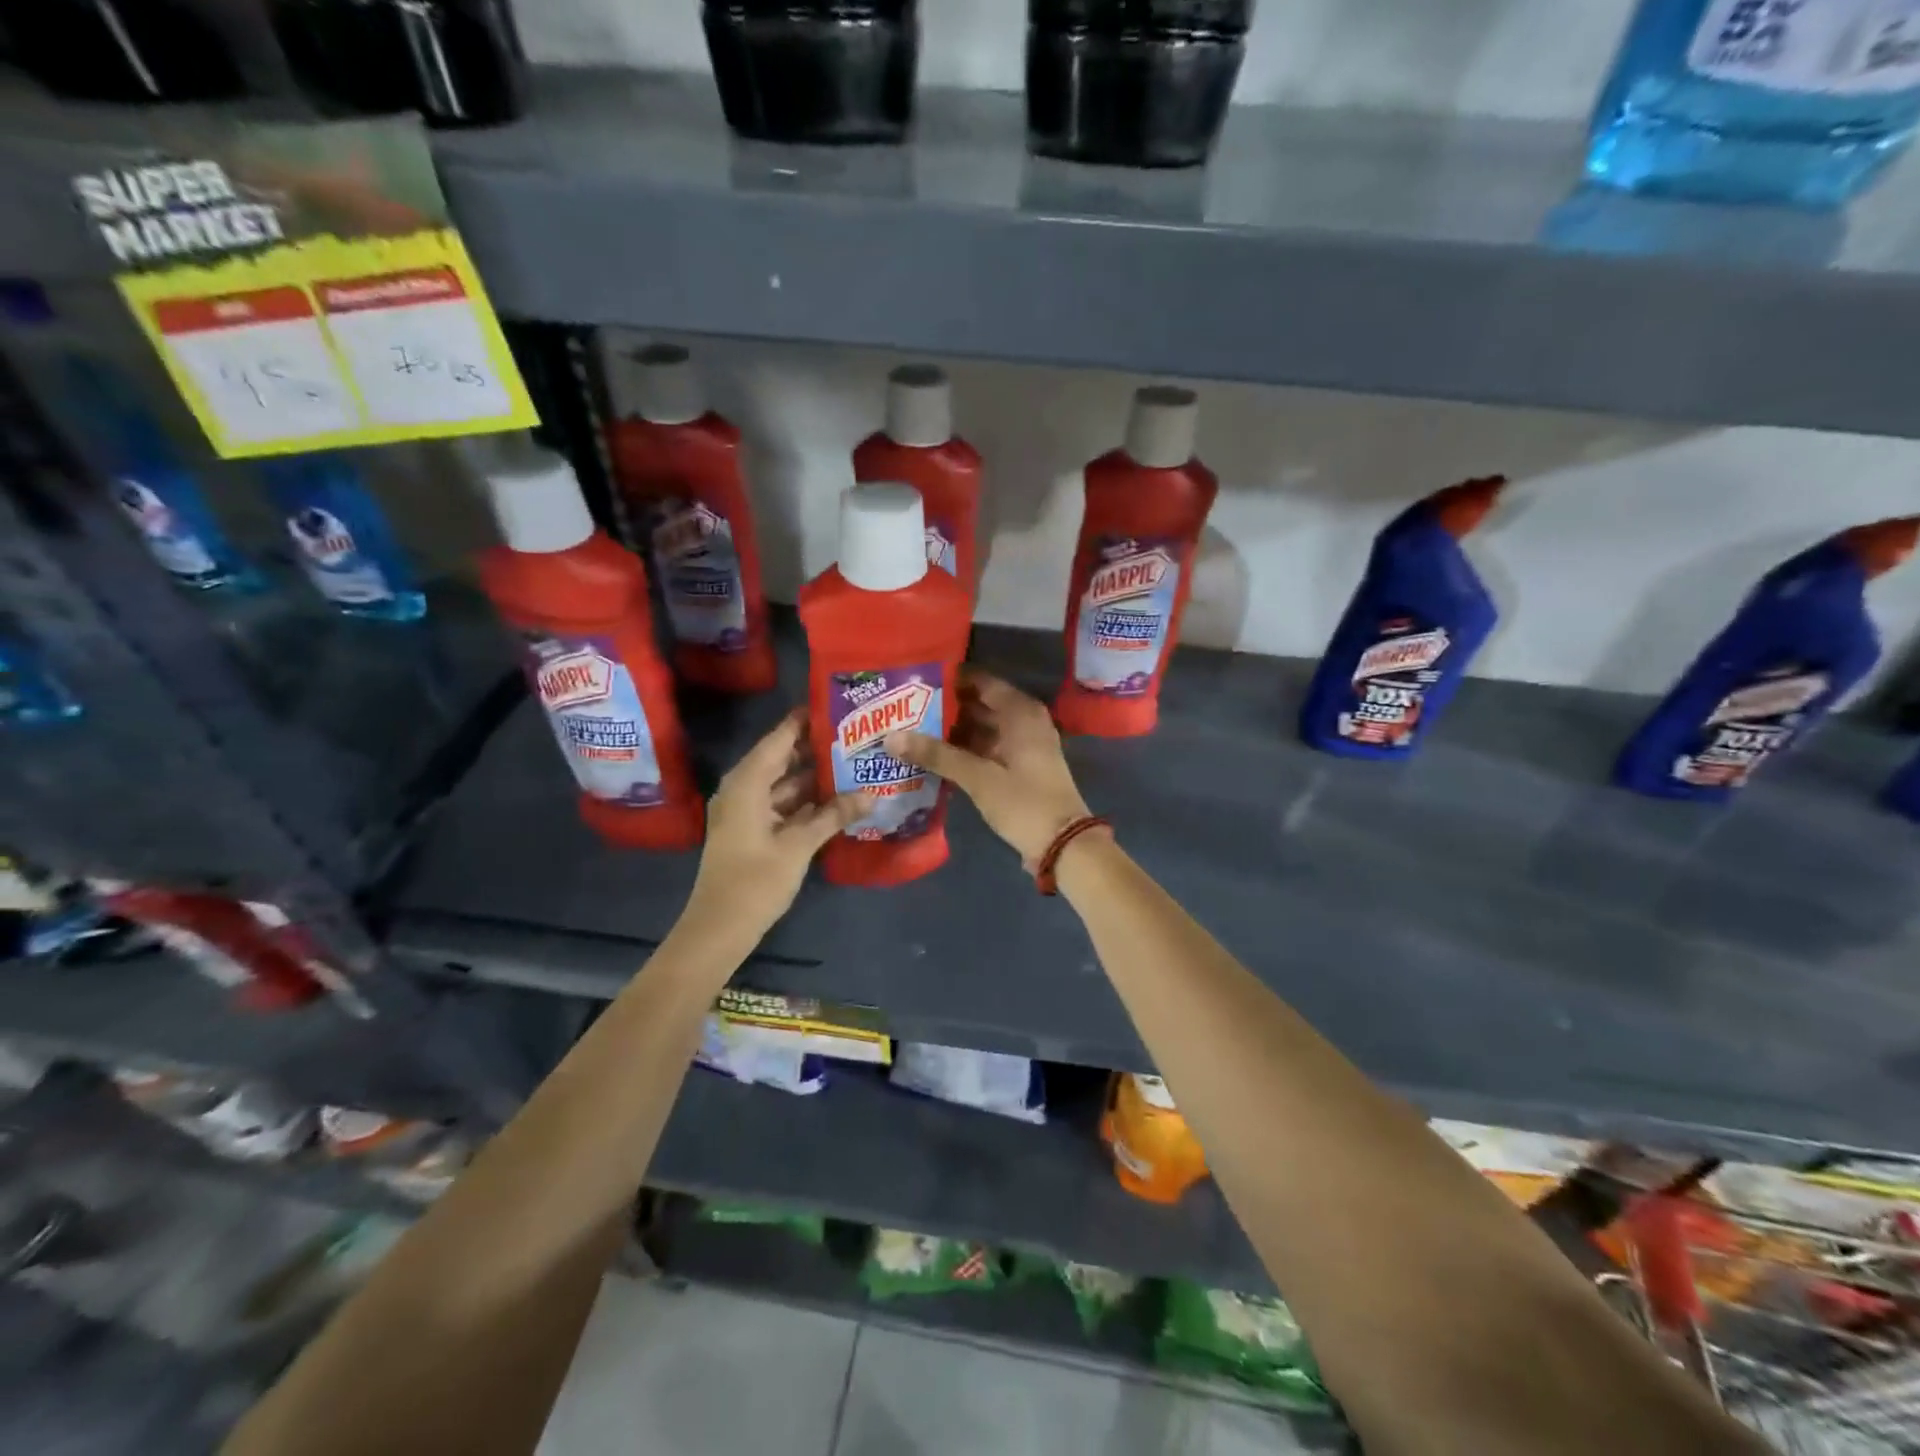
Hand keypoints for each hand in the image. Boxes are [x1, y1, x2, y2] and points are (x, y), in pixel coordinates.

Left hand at [686, 709, 869, 937]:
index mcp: (746, 783)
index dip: (804, 721)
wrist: (719, 929)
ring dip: (814, 777)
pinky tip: (837, 798)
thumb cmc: (754, 882)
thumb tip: (870, 793)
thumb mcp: (798, 846)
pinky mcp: (754, 831)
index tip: (835, 705)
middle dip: (815, 748)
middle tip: (854, 734)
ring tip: (853, 762)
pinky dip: (807, 801)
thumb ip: (834, 815)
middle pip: (782, 759)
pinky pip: (783, 805)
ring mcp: (748, 812)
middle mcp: (744, 790)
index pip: (779, 739)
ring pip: (785, 784)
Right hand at [887, 669, 1093, 870]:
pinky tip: (931, 756)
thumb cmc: (1024, 802)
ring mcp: (1022, 745)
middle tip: (903, 706)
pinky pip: (985, 748)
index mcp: (1020, 712)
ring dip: (951, 731)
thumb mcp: (978, 777)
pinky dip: (963, 750)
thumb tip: (891, 737)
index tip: (914, 679)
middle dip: (944, 706)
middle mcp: (1023, 721)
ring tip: (909, 728)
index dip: (949, 679)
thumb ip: (936, 754)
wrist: (1064, 845)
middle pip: (979, 704)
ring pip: (981, 728)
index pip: (980, 681)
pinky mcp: (1018, 768)